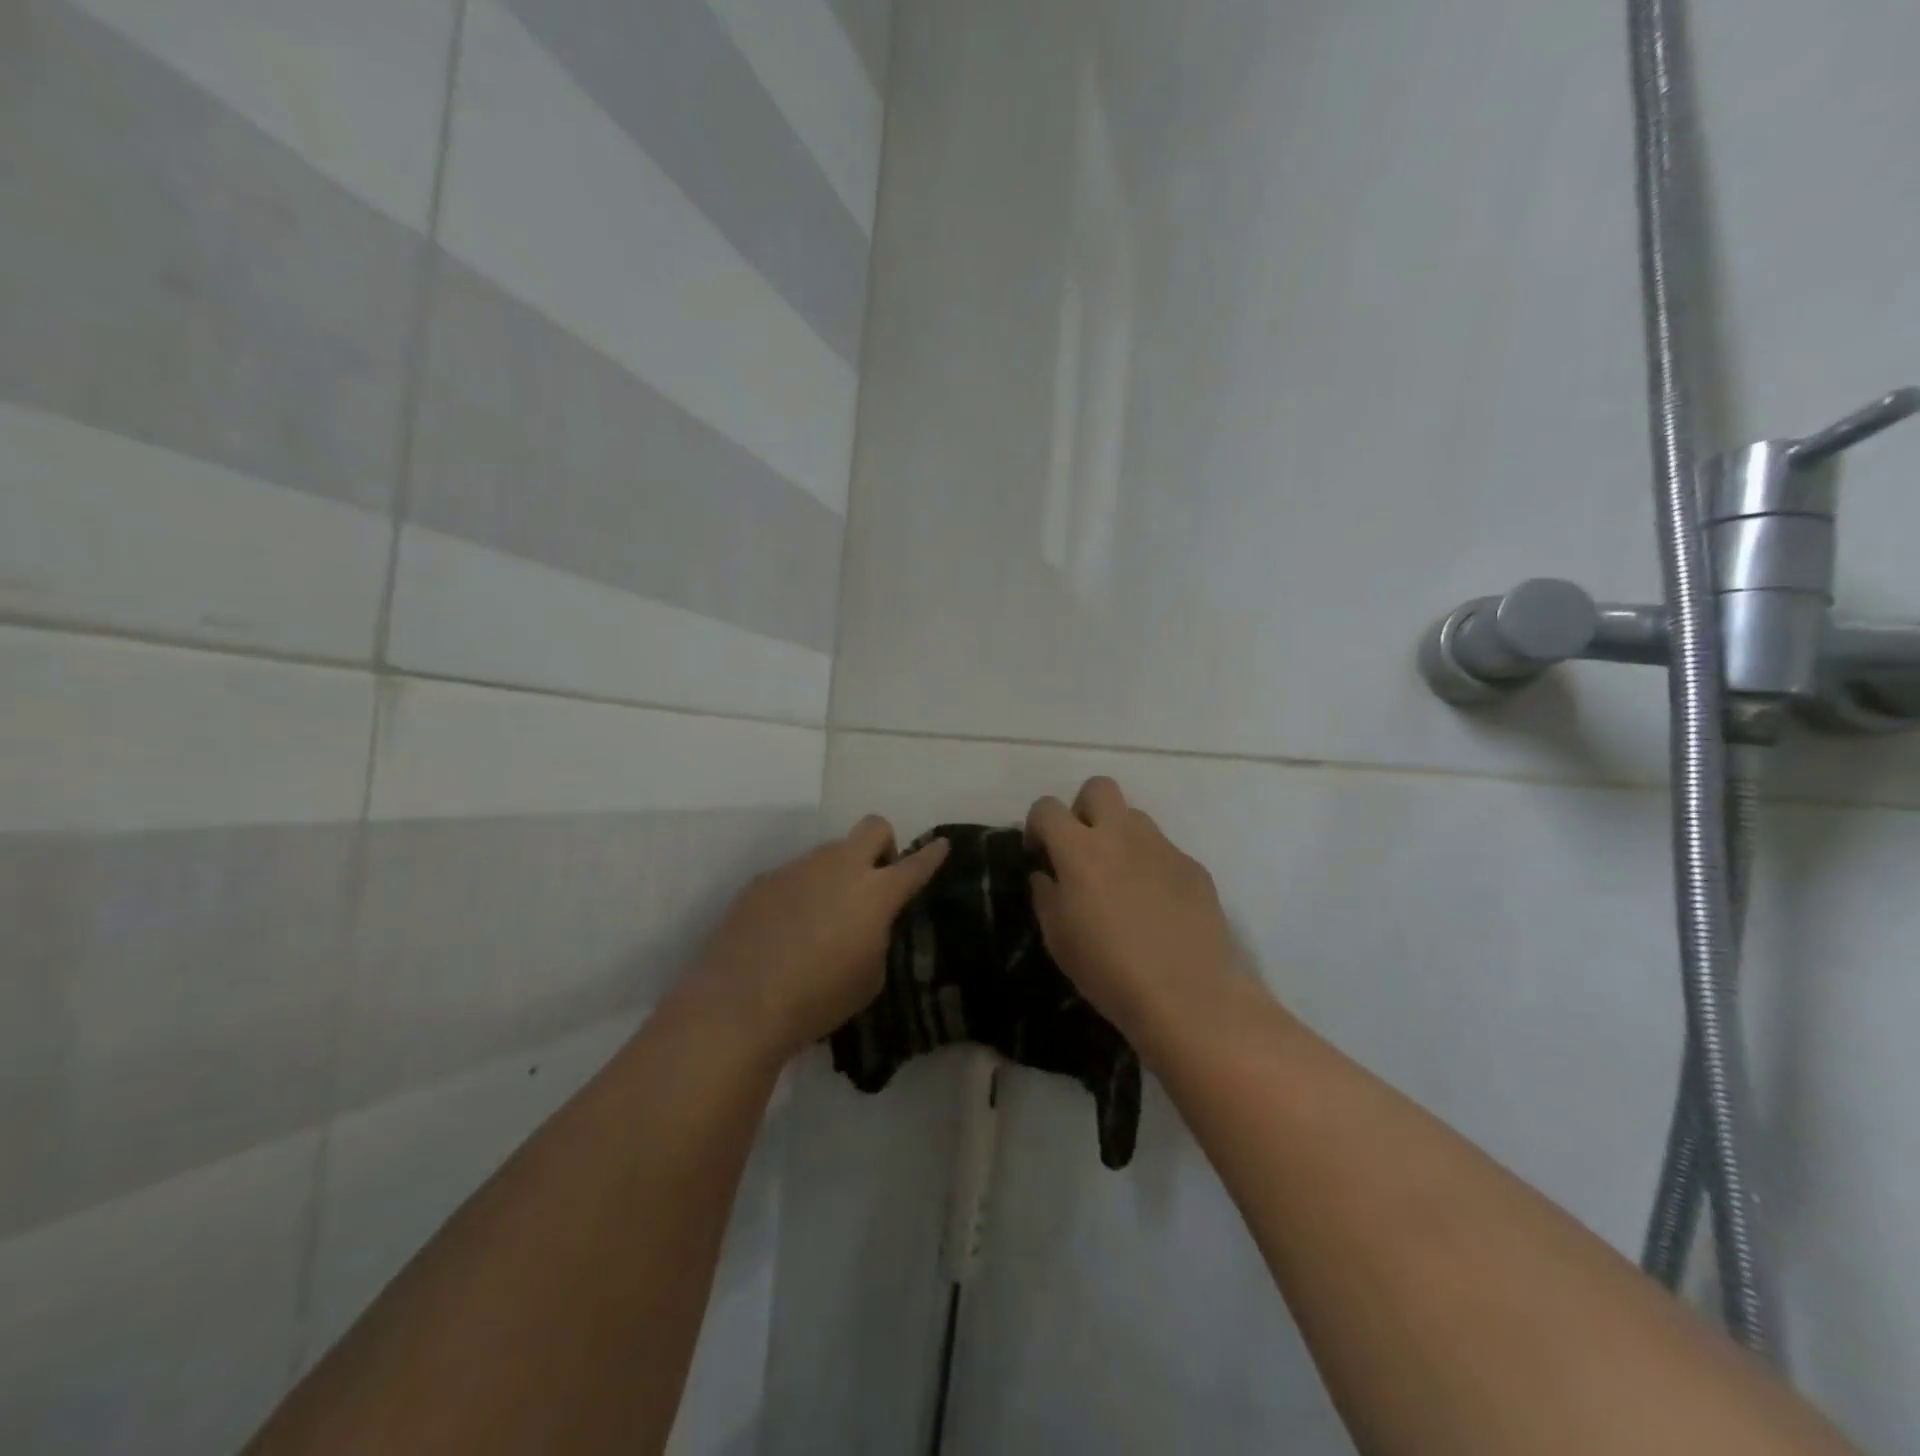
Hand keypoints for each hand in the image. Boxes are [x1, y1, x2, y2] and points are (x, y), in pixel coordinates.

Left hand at [695, 816, 947, 1059]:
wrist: (738, 1005)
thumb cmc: (817, 999)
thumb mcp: (869, 978)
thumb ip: (877, 937)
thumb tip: (867, 923)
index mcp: (875, 893)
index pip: (915, 864)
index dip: (932, 854)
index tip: (940, 845)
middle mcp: (839, 867)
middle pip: (873, 827)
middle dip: (883, 845)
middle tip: (875, 880)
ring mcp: (797, 868)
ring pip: (829, 853)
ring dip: (837, 874)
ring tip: (821, 917)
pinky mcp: (763, 880)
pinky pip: (794, 875)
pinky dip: (801, 893)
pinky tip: (786, 929)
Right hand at [1026, 777, 1243, 1058]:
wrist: (1189, 996)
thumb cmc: (1109, 970)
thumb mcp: (1058, 938)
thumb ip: (1046, 895)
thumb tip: (1046, 874)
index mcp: (1080, 849)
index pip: (1047, 807)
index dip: (1037, 824)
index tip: (1039, 852)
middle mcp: (1121, 835)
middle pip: (1098, 788)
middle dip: (1082, 809)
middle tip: (1081, 849)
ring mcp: (1162, 847)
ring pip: (1134, 817)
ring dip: (1119, 835)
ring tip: (1119, 880)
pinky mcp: (1193, 866)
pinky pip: (1163, 850)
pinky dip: (1150, 865)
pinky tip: (1155, 906)